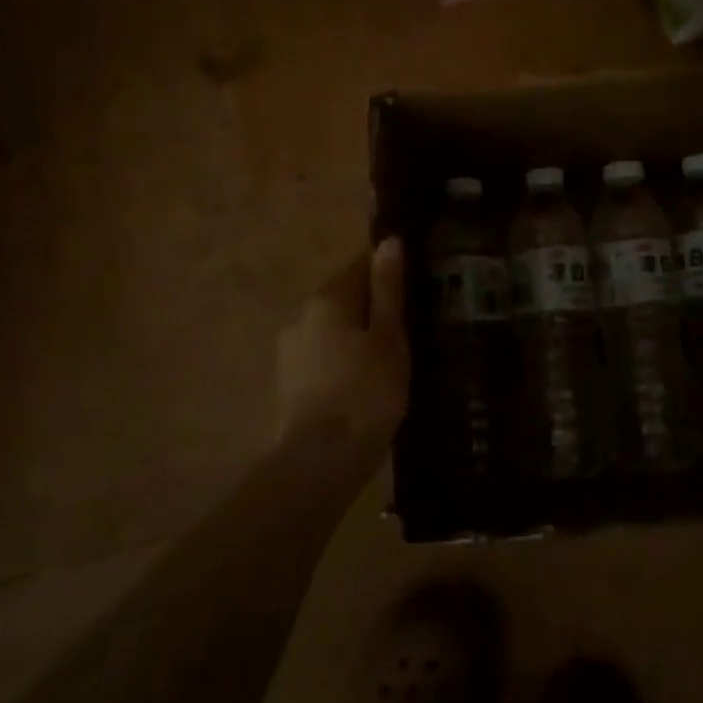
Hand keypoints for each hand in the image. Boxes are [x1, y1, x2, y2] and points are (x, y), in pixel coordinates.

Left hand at [276, 239, 409, 472]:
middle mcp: (301, 317)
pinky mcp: (289, 385)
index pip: (359, 266)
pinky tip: (364, 386)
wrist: (321, 461)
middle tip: (408, 329)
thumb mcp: (388, 336)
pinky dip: (344, 364)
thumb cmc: (366, 391)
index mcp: (326, 299)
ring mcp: (290, 352)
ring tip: (389, 362)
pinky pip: (324, 360)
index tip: (413, 291)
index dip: (388, 274)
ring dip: (357, 339)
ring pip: (333, 332)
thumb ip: (387, 289)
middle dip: (372, 310)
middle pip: (344, 300)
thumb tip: (388, 242)